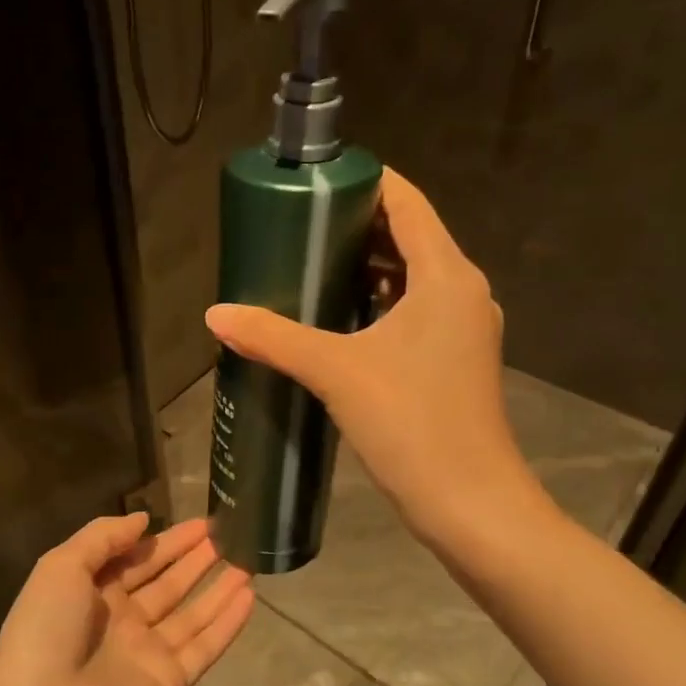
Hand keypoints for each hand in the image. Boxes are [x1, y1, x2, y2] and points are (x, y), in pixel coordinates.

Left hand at [0, 514, 253, 685]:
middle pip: (167, 583)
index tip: (200, 522)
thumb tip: (144, 519)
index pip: (136, 559)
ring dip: (218, 587)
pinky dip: (227, 623)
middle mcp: (121, 621)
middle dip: (196, 559)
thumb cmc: (45, 630)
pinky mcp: (170, 680)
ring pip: (192, 612)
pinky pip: (204, 645)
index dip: (167, 540)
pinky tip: (249, 596)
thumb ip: (103, 537)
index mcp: (90, 592)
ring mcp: (147, 652)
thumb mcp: (61, 567)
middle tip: (230, 534)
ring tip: (249, 560)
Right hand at [205, 169, 542, 548]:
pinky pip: (413, 313)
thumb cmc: (411, 423)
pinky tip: (335, 321)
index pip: (408, 203)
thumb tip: (215, 314)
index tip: (317, 181)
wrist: (470, 503)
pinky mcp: (453, 361)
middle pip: (409, 237)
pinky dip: (377, 304)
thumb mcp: (336, 373)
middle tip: (297, 226)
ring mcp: (462, 330)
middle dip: (356, 226)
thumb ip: (274, 337)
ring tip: (307, 267)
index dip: (366, 182)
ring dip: (365, 268)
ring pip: (411, 278)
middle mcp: (462, 292)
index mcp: (446, 276)